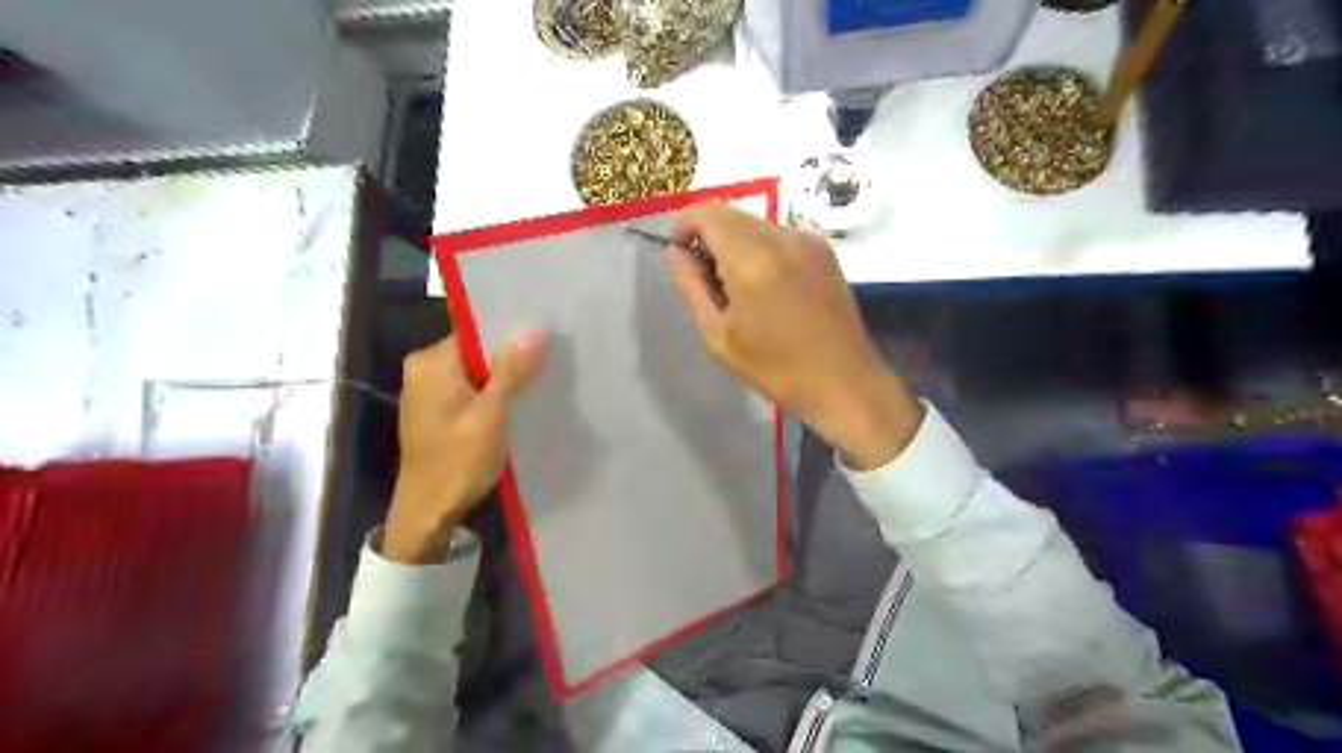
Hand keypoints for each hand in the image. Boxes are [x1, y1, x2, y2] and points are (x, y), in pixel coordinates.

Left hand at [381, 333, 548, 560]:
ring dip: (506, 374)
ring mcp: (430, 388)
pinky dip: (495, 390)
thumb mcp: (490, 416)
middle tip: (553, 357)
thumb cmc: (457, 463)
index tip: (548, 333)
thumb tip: (534, 328)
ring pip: (478, 368)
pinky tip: (521, 397)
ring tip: (544, 375)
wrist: (428, 513)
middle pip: (478, 348)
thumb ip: (510, 371)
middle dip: (513, 354)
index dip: (512, 330)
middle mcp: (425, 368)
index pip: (477, 330)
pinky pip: (472, 386)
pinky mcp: (439, 407)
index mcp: (431, 363)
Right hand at [662, 203, 922, 465]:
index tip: (679, 255)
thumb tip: (676, 252)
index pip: (707, 213)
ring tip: (738, 290)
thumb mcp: (719, 335)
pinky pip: (779, 236)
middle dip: (710, 238)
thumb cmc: (776, 368)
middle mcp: (782, 237)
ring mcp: (808, 240)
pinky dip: (761, 251)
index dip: (684, 226)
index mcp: (753, 258)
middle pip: (732, 215)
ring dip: (736, 245)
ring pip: (756, 225)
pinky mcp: (825, 250)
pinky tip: (766, 289)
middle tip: (706, 281)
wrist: (843, 382)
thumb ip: (691, 286)